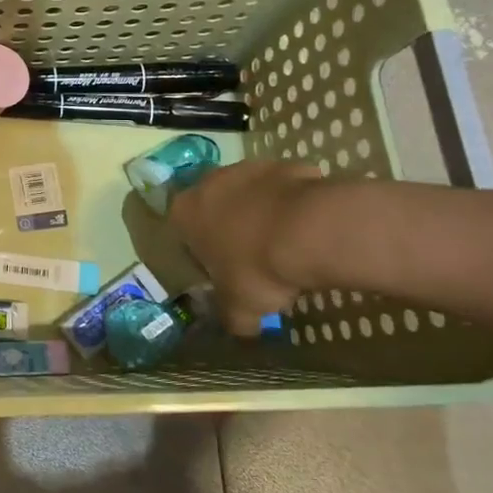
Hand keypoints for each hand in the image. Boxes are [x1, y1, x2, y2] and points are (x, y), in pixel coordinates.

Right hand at [167, 160, 326, 327]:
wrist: (311, 231)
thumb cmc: (258, 268)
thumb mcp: (240, 309)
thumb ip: (233, 319)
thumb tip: (241, 329)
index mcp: (184, 213)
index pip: (182, 230)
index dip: (202, 251)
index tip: (222, 269)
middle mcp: (208, 183)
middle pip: (214, 207)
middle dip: (230, 227)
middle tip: (253, 257)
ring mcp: (246, 168)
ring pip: (249, 194)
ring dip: (260, 212)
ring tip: (285, 243)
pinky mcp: (283, 164)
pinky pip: (282, 188)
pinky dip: (291, 204)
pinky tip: (307, 228)